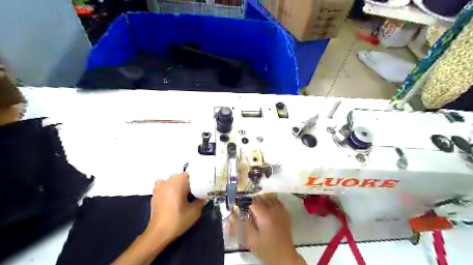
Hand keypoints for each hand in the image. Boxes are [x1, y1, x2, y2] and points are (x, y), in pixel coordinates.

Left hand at [145, 174, 207, 243]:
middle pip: (181, 176)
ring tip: (182, 194)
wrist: (159, 233)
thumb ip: (201, 201)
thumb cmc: (178, 220)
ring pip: (172, 180)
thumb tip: (205, 196)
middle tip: (194, 192)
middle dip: (188, 182)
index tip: (201, 187)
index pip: (190, 174)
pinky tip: (171, 195)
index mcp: (178, 183)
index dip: (196, 180)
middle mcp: (168, 182)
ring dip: (178, 184)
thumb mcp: (195, 211)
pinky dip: (167, 187)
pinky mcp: (155, 194)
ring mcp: (160, 187)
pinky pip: (162, 185)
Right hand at [242, 195, 304, 264]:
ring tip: (260, 206)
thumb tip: (244, 213)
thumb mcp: (251, 239)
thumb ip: (246, 224)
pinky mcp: (286, 214)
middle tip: (251, 209)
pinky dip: (273, 201)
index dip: (248, 205)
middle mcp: (274, 211)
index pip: (254, 203)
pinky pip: (278, 202)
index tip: (246, 210)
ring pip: (271, 198)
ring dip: (264, 199)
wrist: (283, 256)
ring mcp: (281, 211)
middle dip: (256, 201)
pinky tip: (269, 207)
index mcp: (264, 216)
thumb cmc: (266, 249)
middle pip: (263, 198)